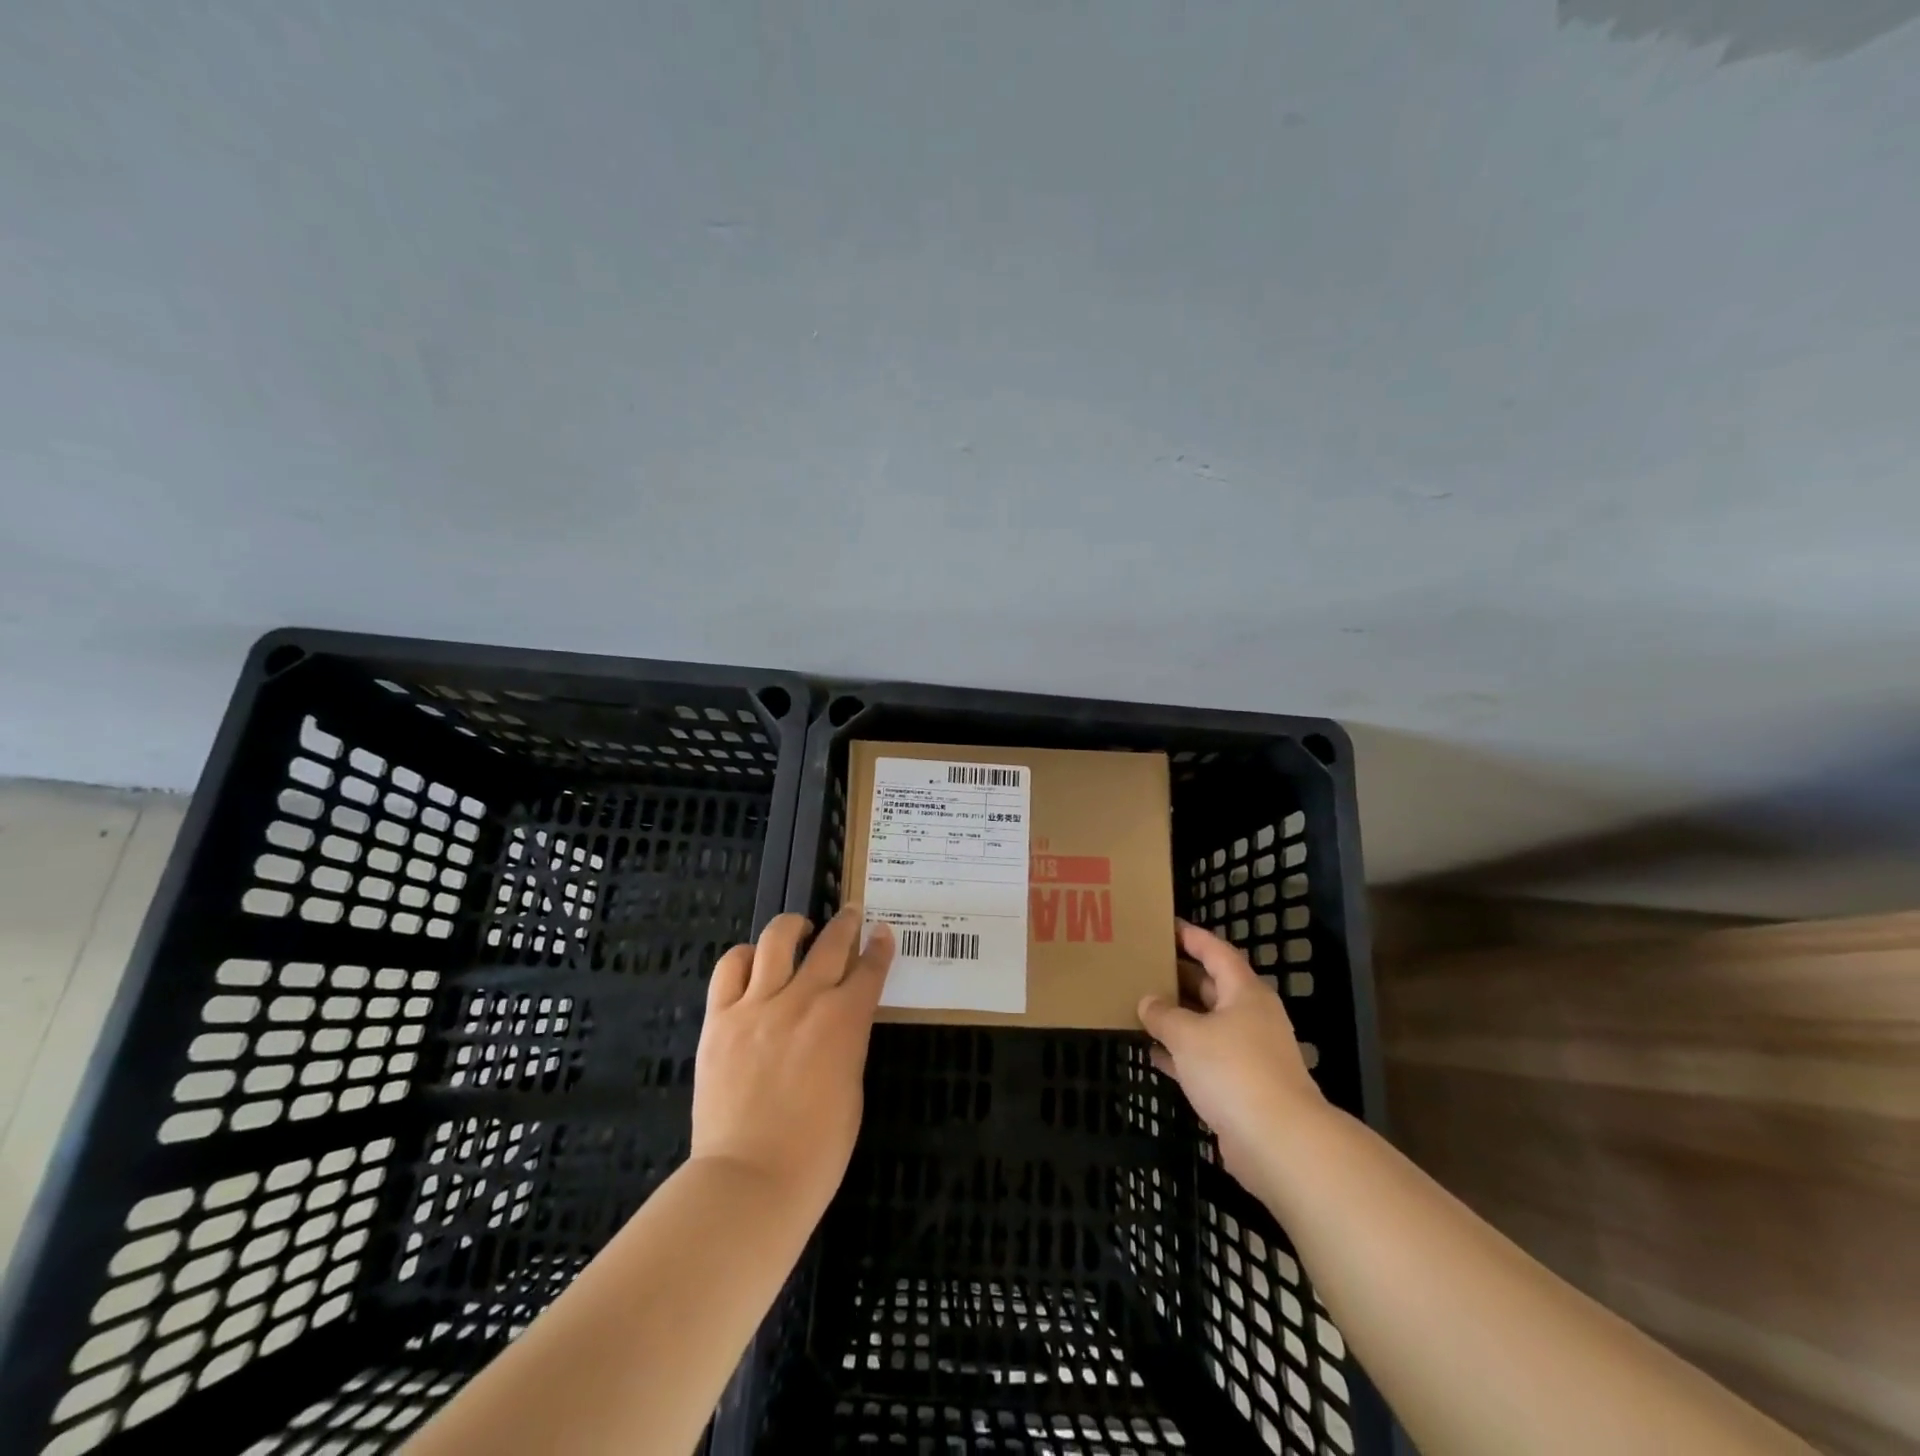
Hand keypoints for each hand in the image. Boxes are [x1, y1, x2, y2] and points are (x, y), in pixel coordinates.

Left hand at [690, 908, 893, 1218]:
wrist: (749, 1180)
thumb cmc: (817, 1151)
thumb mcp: (852, 1090)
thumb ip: (847, 1044)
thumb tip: (839, 1022)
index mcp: (845, 1021)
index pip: (870, 969)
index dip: (879, 947)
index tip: (883, 932)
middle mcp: (805, 1000)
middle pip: (831, 943)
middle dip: (846, 923)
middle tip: (851, 914)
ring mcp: (758, 1004)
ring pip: (778, 939)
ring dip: (794, 927)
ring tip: (799, 930)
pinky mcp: (720, 1018)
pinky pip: (731, 966)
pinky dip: (746, 956)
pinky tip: (754, 962)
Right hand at [1139, 920, 1327, 1194]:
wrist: (1280, 1142)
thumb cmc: (1234, 1070)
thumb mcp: (1188, 1034)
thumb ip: (1163, 1014)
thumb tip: (1147, 1001)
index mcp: (1244, 992)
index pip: (1217, 952)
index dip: (1192, 937)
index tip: (1166, 926)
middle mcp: (1250, 1017)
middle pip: (1212, 987)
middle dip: (1180, 976)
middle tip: (1144, 965)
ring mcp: (1248, 1053)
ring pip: (1206, 1024)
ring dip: (1177, 1017)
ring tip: (1140, 1006)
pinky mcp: (1242, 1087)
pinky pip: (1205, 1058)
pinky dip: (1181, 1054)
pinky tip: (1152, 1054)